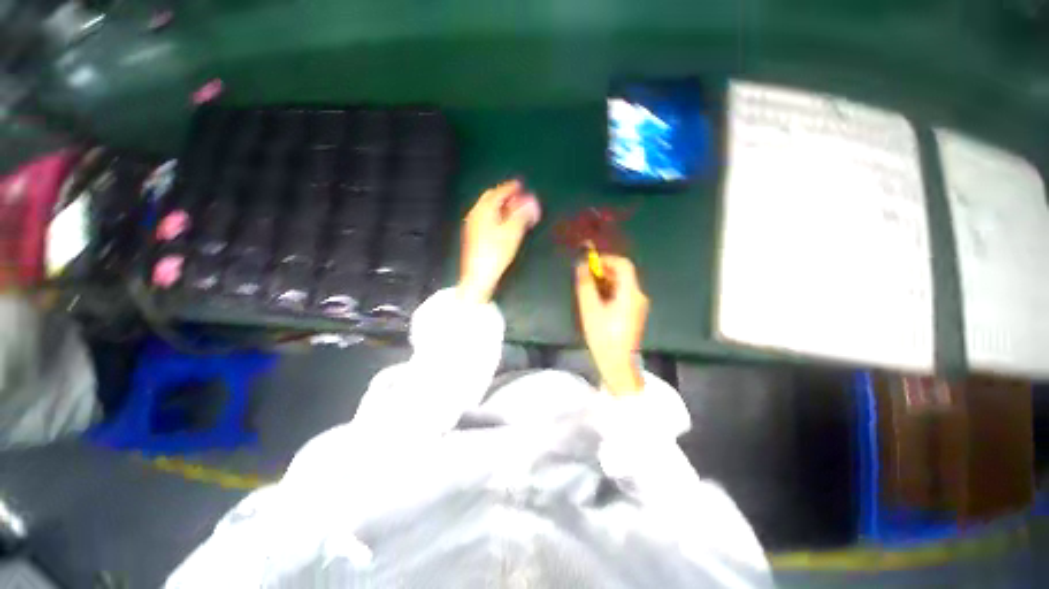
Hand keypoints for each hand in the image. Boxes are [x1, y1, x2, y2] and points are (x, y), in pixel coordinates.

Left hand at [458, 180, 540, 303]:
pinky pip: (486, 217)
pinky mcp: (474, 234)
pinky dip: (496, 214)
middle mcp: (476, 213)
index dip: (511, 188)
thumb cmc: (496, 252)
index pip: (498, 192)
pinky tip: (504, 223)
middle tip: (518, 197)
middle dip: (505, 196)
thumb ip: (523, 214)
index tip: (520, 185)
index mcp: (484, 209)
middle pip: (491, 198)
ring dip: (501, 205)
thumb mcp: (513, 232)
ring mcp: (473, 224)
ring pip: (488, 208)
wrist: (479, 274)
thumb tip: (532, 202)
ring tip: (514, 210)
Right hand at [576, 256, 648, 394]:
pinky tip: (597, 301)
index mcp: (630, 293)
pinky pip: (622, 293)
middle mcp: (638, 295)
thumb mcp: (589, 308)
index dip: (606, 259)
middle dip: (603, 271)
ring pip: (622, 284)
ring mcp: (638, 305)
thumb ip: (585, 283)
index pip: (623, 264)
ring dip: (605, 281)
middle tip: (585, 277)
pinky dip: (609, 291)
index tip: (589, 264)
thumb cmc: (602, 335)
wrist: (617, 363)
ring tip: (588, 290)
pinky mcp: (634, 312)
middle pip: (623, 273)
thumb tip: (581, 262)